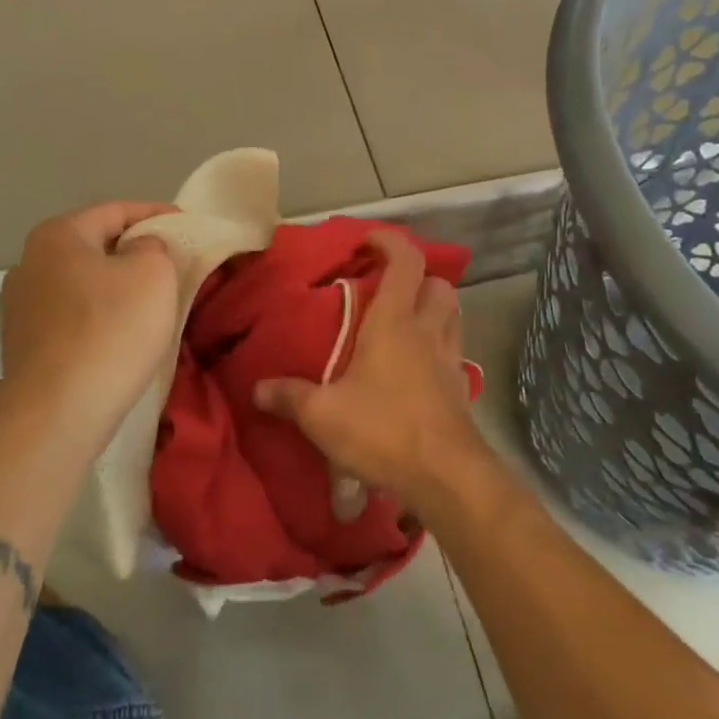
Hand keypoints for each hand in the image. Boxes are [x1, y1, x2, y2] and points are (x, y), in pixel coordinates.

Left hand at [0, 202, 178, 435]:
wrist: (57, 415)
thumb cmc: (110, 331)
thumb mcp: (153, 274)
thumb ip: (153, 246)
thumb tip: (140, 250)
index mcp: (57, 235)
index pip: (115, 211)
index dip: (156, 213)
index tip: (187, 225)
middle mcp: (29, 263)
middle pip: (95, 245)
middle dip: (135, 250)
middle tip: (174, 262)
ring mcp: (21, 307)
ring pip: (84, 283)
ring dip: (117, 286)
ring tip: (154, 300)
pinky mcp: (25, 346)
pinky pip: (74, 316)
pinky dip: (101, 316)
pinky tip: (124, 333)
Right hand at [254, 229, 488, 513]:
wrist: (446, 477)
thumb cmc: (383, 430)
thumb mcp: (323, 415)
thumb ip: (289, 397)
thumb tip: (257, 389)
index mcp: (395, 322)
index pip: (405, 262)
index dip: (390, 242)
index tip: (368, 241)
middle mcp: (427, 331)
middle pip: (438, 285)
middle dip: (418, 278)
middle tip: (389, 289)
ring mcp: (450, 360)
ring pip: (453, 315)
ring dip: (433, 309)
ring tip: (404, 323)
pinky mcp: (460, 390)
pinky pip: (453, 352)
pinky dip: (438, 348)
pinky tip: (416, 369)